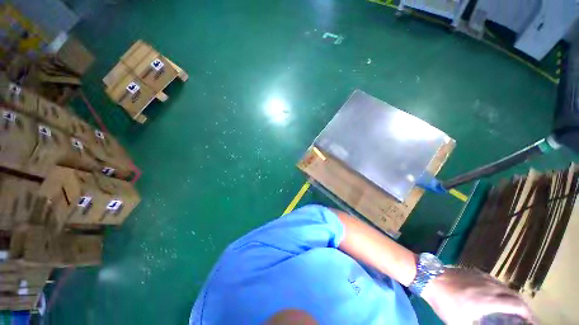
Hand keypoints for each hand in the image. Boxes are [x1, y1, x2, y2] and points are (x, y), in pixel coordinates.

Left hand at [421, 267, 535, 323]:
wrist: (429, 277)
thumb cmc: (444, 302)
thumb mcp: (459, 323)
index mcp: (490, 300)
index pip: (517, 305)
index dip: (528, 314)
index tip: (532, 322)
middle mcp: (490, 286)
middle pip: (514, 295)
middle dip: (523, 306)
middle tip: (525, 317)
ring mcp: (481, 276)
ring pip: (505, 286)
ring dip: (513, 296)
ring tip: (514, 307)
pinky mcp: (473, 271)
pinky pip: (494, 280)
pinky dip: (502, 288)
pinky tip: (497, 294)